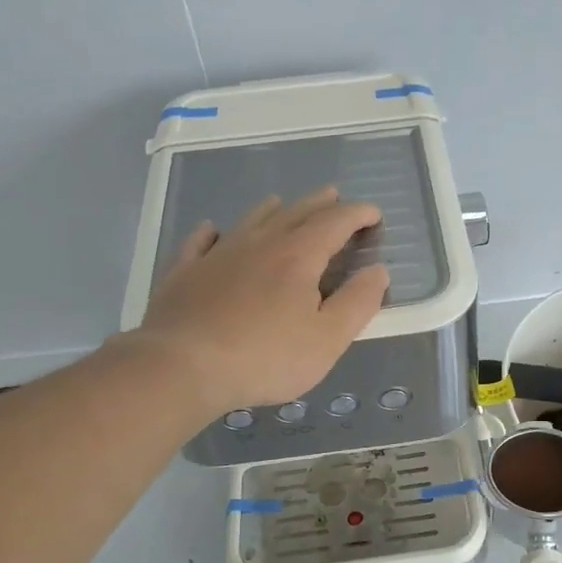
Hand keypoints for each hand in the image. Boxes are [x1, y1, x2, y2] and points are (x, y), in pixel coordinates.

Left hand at [134, 189, 390, 415]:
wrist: (183, 366)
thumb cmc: (266, 357)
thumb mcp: (328, 339)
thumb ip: (358, 303)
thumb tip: (378, 270)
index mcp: (298, 256)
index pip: (335, 223)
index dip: (358, 214)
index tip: (373, 214)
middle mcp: (259, 243)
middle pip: (295, 213)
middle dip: (320, 204)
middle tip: (334, 196)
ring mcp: (218, 254)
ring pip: (250, 220)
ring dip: (272, 209)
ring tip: (282, 203)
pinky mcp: (185, 272)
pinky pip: (200, 242)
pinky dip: (212, 232)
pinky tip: (211, 230)